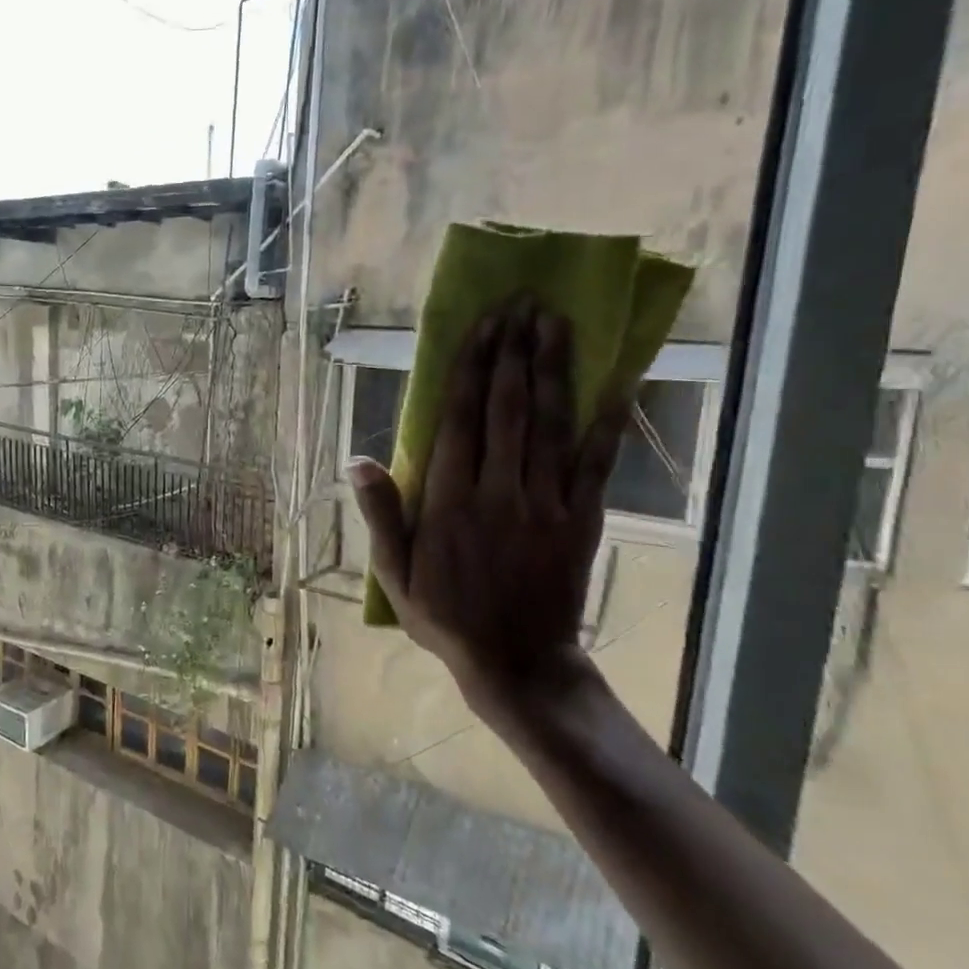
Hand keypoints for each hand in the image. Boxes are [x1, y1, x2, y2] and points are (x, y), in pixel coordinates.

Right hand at [349, 297, 626, 737]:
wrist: (518, 663)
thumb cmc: (446, 617)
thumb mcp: (395, 574)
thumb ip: (382, 515)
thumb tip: (356, 461)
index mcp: (450, 503)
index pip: (460, 422)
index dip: (471, 370)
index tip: (482, 327)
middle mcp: (499, 493)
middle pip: (507, 410)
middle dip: (512, 353)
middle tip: (521, 305)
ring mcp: (546, 504)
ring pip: (549, 425)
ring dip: (552, 370)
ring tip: (555, 323)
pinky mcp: (582, 519)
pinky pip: (596, 463)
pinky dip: (605, 422)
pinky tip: (612, 384)